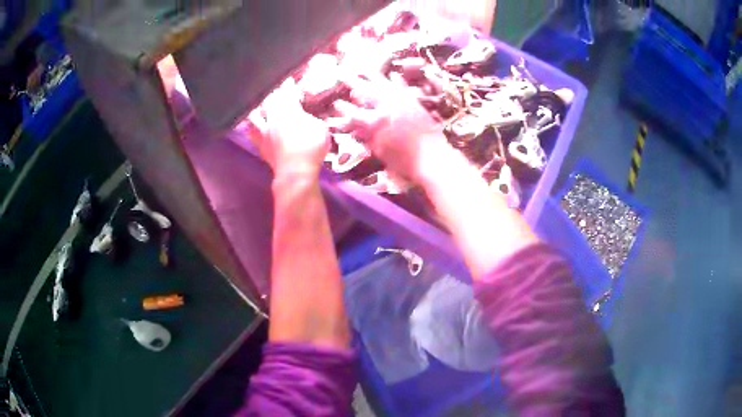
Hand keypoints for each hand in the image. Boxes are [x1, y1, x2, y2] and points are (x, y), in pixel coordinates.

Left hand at [248, 78, 329, 179]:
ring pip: (255, 114)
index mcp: (289, 111)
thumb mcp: (320, 129)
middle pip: (269, 100)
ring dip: (257, 107)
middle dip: (273, 93)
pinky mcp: (260, 145)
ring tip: (259, 105)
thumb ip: (311, 118)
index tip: (290, 79)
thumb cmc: (311, 149)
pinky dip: (251, 125)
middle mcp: (273, 118)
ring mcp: (264, 132)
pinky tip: (251, 124)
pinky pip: (252, 132)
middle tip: (277, 90)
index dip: (289, 85)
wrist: (296, 172)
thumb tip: (304, 114)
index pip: (287, 93)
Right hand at [332, 73, 454, 183]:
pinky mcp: (414, 101)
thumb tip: (356, 129)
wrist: (433, 158)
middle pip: (364, 90)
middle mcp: (385, 107)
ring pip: (383, 83)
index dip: (342, 108)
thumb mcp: (380, 152)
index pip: (352, 112)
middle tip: (341, 74)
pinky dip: (396, 80)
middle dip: (351, 82)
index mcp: (374, 122)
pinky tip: (392, 74)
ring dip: (371, 75)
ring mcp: (401, 101)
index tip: (335, 103)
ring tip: (363, 68)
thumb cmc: (404, 162)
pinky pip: (403, 87)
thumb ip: (367, 137)